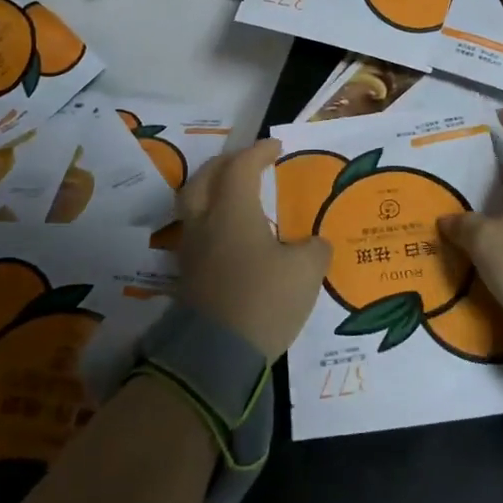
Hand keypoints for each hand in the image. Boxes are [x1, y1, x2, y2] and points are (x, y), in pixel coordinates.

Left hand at [176, 139, 330, 360]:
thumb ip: (314, 249)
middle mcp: (205, 221)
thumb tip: (314, 244)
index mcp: (233, 210)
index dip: (259, 152)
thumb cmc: (264, 300)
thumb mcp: (306, 272)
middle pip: (205, 177)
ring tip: (235, 195)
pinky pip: (196, 232)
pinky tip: (230, 235)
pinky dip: (211, 221)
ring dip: (212, 190)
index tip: (276, 146)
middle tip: (248, 163)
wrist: (217, 355)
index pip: (241, 166)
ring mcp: (191, 249)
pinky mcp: (187, 275)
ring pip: (193, 204)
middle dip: (227, 164)